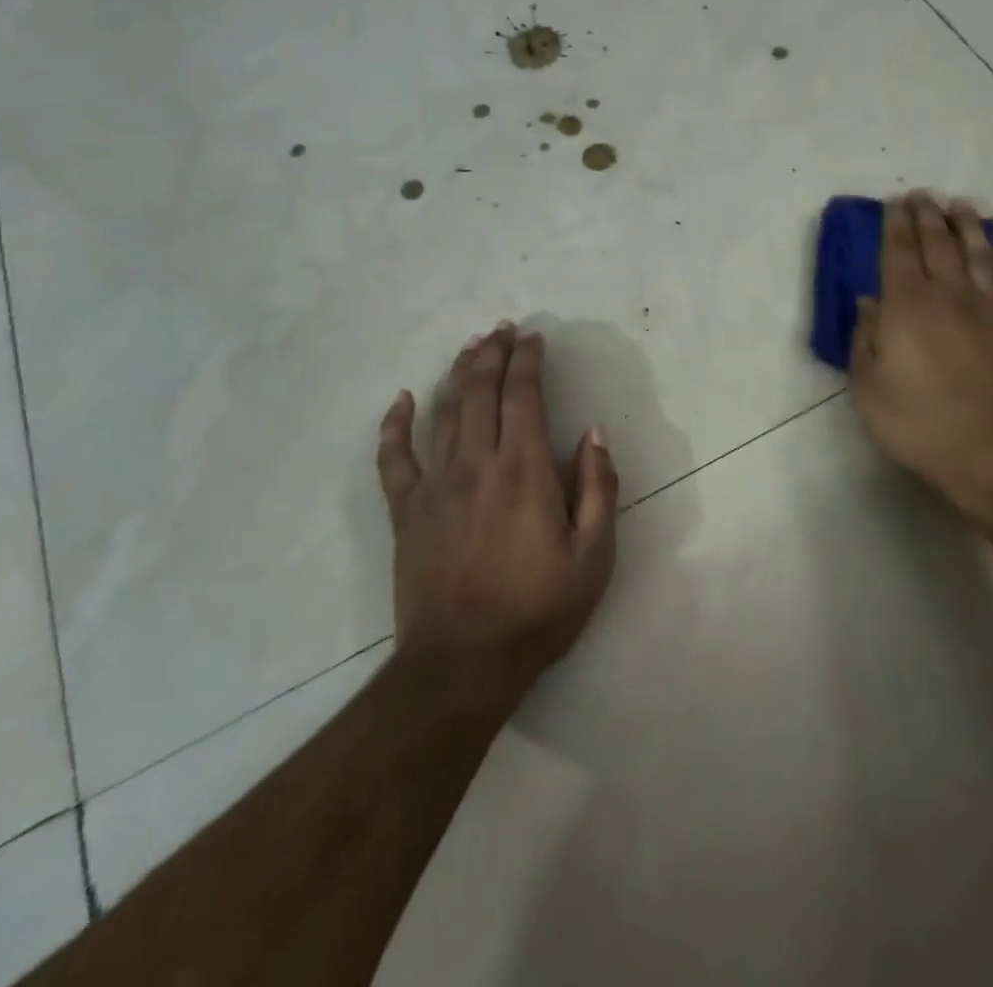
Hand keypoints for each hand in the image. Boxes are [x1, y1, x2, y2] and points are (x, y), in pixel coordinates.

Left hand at [376, 324, 617, 707]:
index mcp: (524, 471)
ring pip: (444, 412)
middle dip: (492, 353)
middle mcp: (476, 464)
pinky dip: (395, 424)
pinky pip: (394, 458)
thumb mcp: (593, 557)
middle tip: (502, 329)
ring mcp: (435, 485)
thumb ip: (599, 488)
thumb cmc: (538, 611)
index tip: (533, 338)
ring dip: (458, 374)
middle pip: (480, 391)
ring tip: (470, 347)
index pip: (523, 396)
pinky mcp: (405, 511)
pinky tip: (402, 399)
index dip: (527, 361)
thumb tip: (594, 433)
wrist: (463, 664)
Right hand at [848, 193, 992, 526]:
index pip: (898, 252)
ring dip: (965, 225)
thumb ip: (864, 339)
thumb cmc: (919, 424)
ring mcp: (988, 307)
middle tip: (921, 195)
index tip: (893, 203)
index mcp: (906, 307)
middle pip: (937, 243)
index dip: (894, 224)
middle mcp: (948, 295)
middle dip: (926, 215)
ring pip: (976, 252)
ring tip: (957, 205)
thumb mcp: (868, 388)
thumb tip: (867, 301)